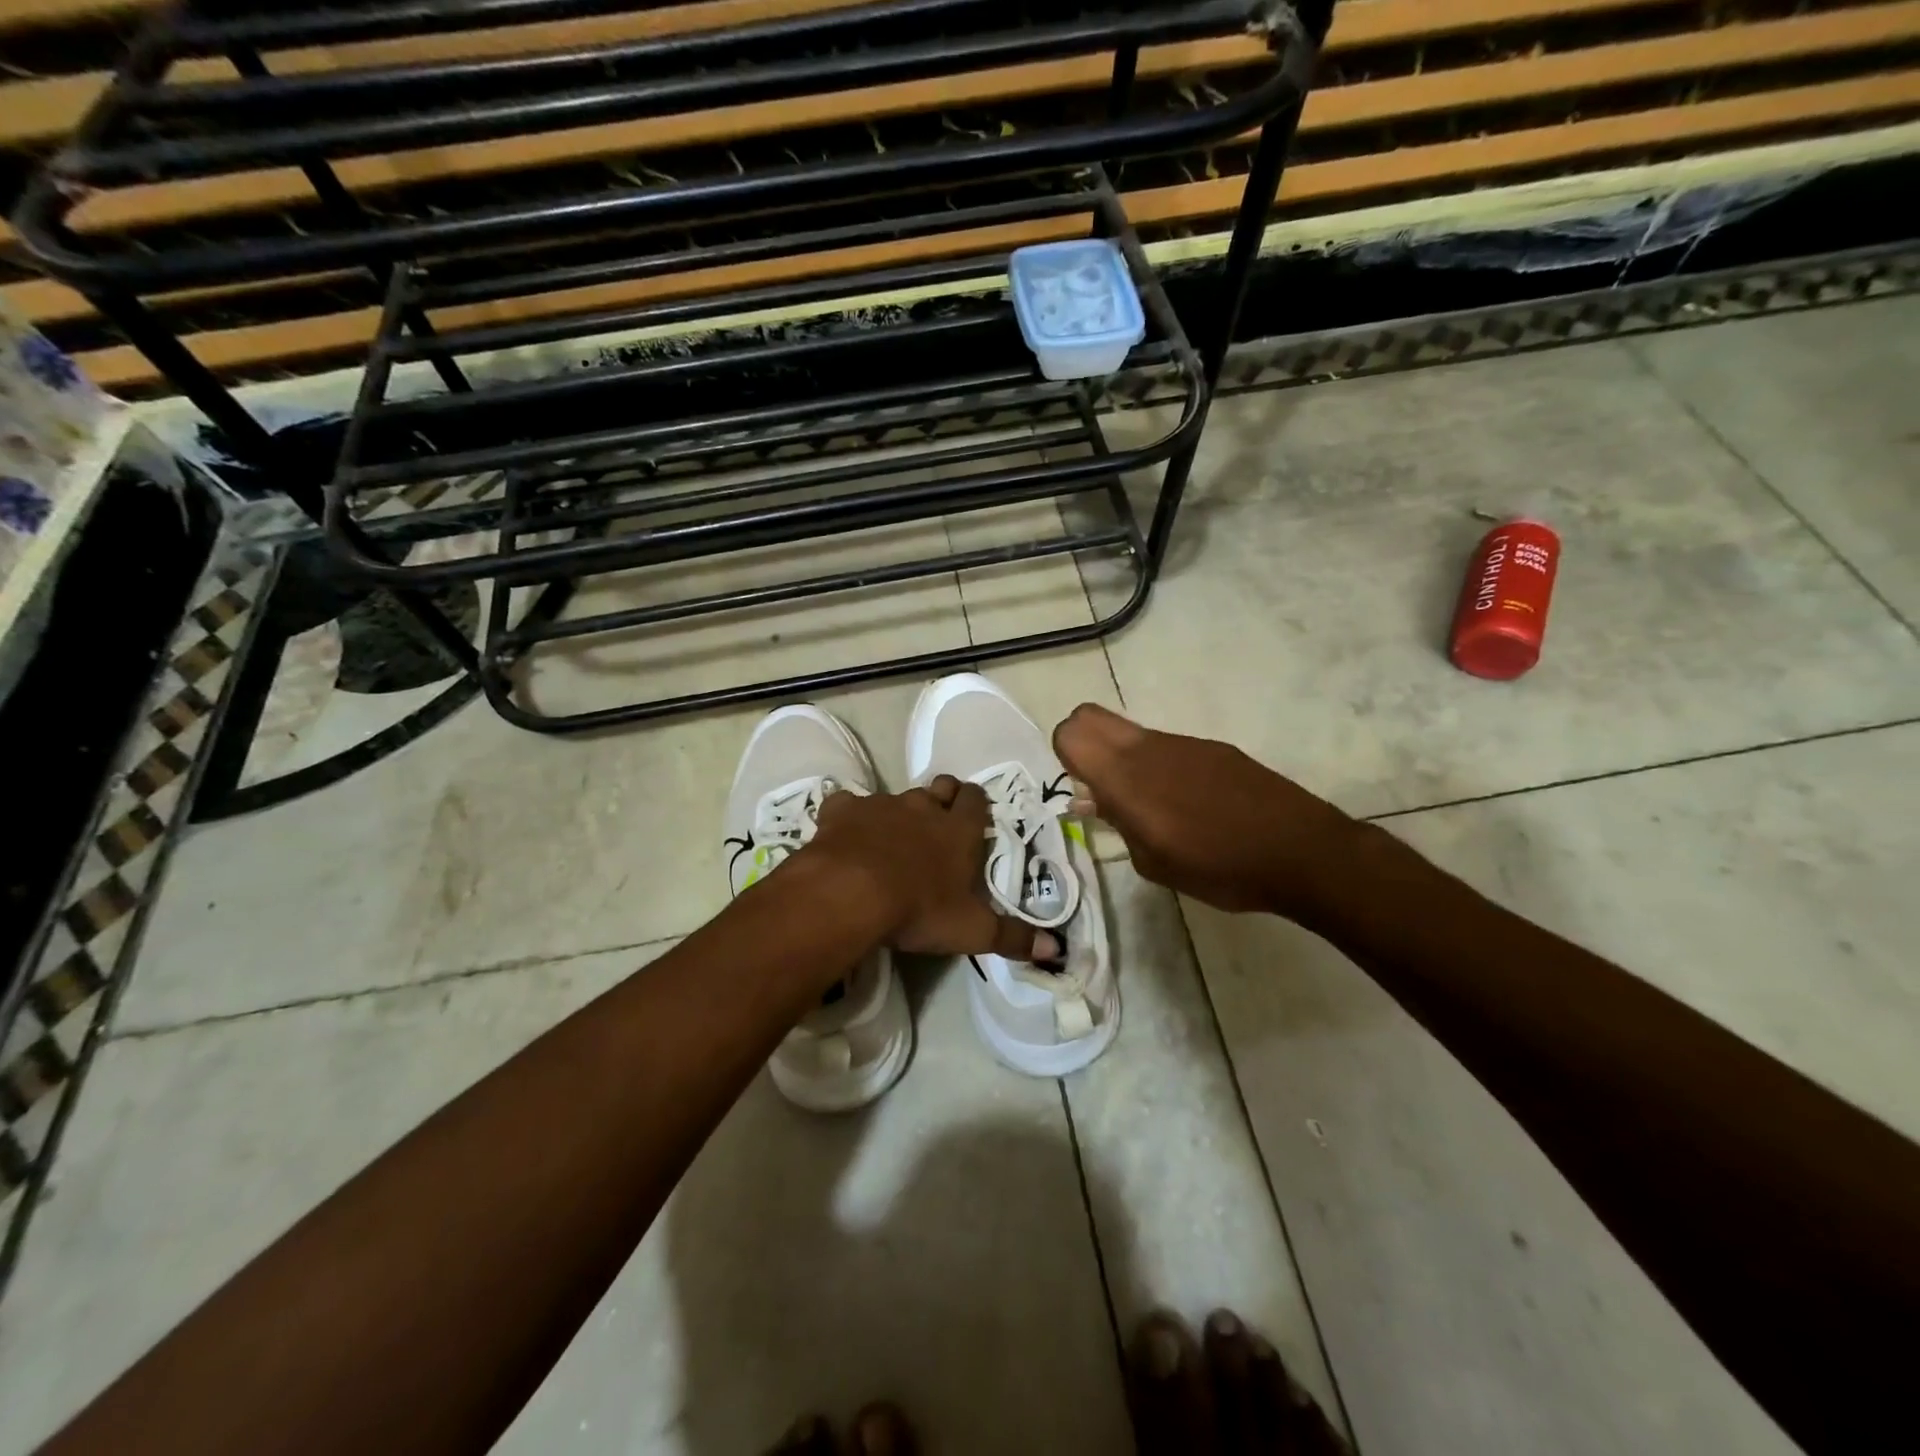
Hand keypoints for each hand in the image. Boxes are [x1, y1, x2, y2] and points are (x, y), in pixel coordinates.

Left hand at [807, 777, 1059, 960]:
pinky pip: (848, 804)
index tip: (974, 814)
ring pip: (897, 796)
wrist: (849, 894)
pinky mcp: (843, 810)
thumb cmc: (918, 910)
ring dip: (899, 811)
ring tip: (892, 837)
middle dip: (943, 797)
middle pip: (940, 787)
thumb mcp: (972, 931)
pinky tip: (846, 834)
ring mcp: (882, 805)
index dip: (976, 804)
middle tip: (940, 820)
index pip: (975, 800)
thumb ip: (1013, 937)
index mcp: (959, 831)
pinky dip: (850, 817)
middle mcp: (923, 808)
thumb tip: (1056, 949)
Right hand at [1053, 703, 1359, 922]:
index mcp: (1126, 777)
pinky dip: (1159, 767)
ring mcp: (1183, 743)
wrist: (1300, 851)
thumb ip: (1117, 823)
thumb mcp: (1153, 862)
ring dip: (1124, 760)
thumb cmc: (1218, 867)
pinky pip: (1165, 746)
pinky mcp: (1213, 748)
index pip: (1071, 732)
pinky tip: (1190, 807)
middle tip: (1101, 789)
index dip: (1065, 756)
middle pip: (1090, 716)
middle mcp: (1147, 748)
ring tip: (1153, 811)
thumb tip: (1090, 799)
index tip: (1083, 790)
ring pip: (1130, 733)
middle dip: (1083, 744)